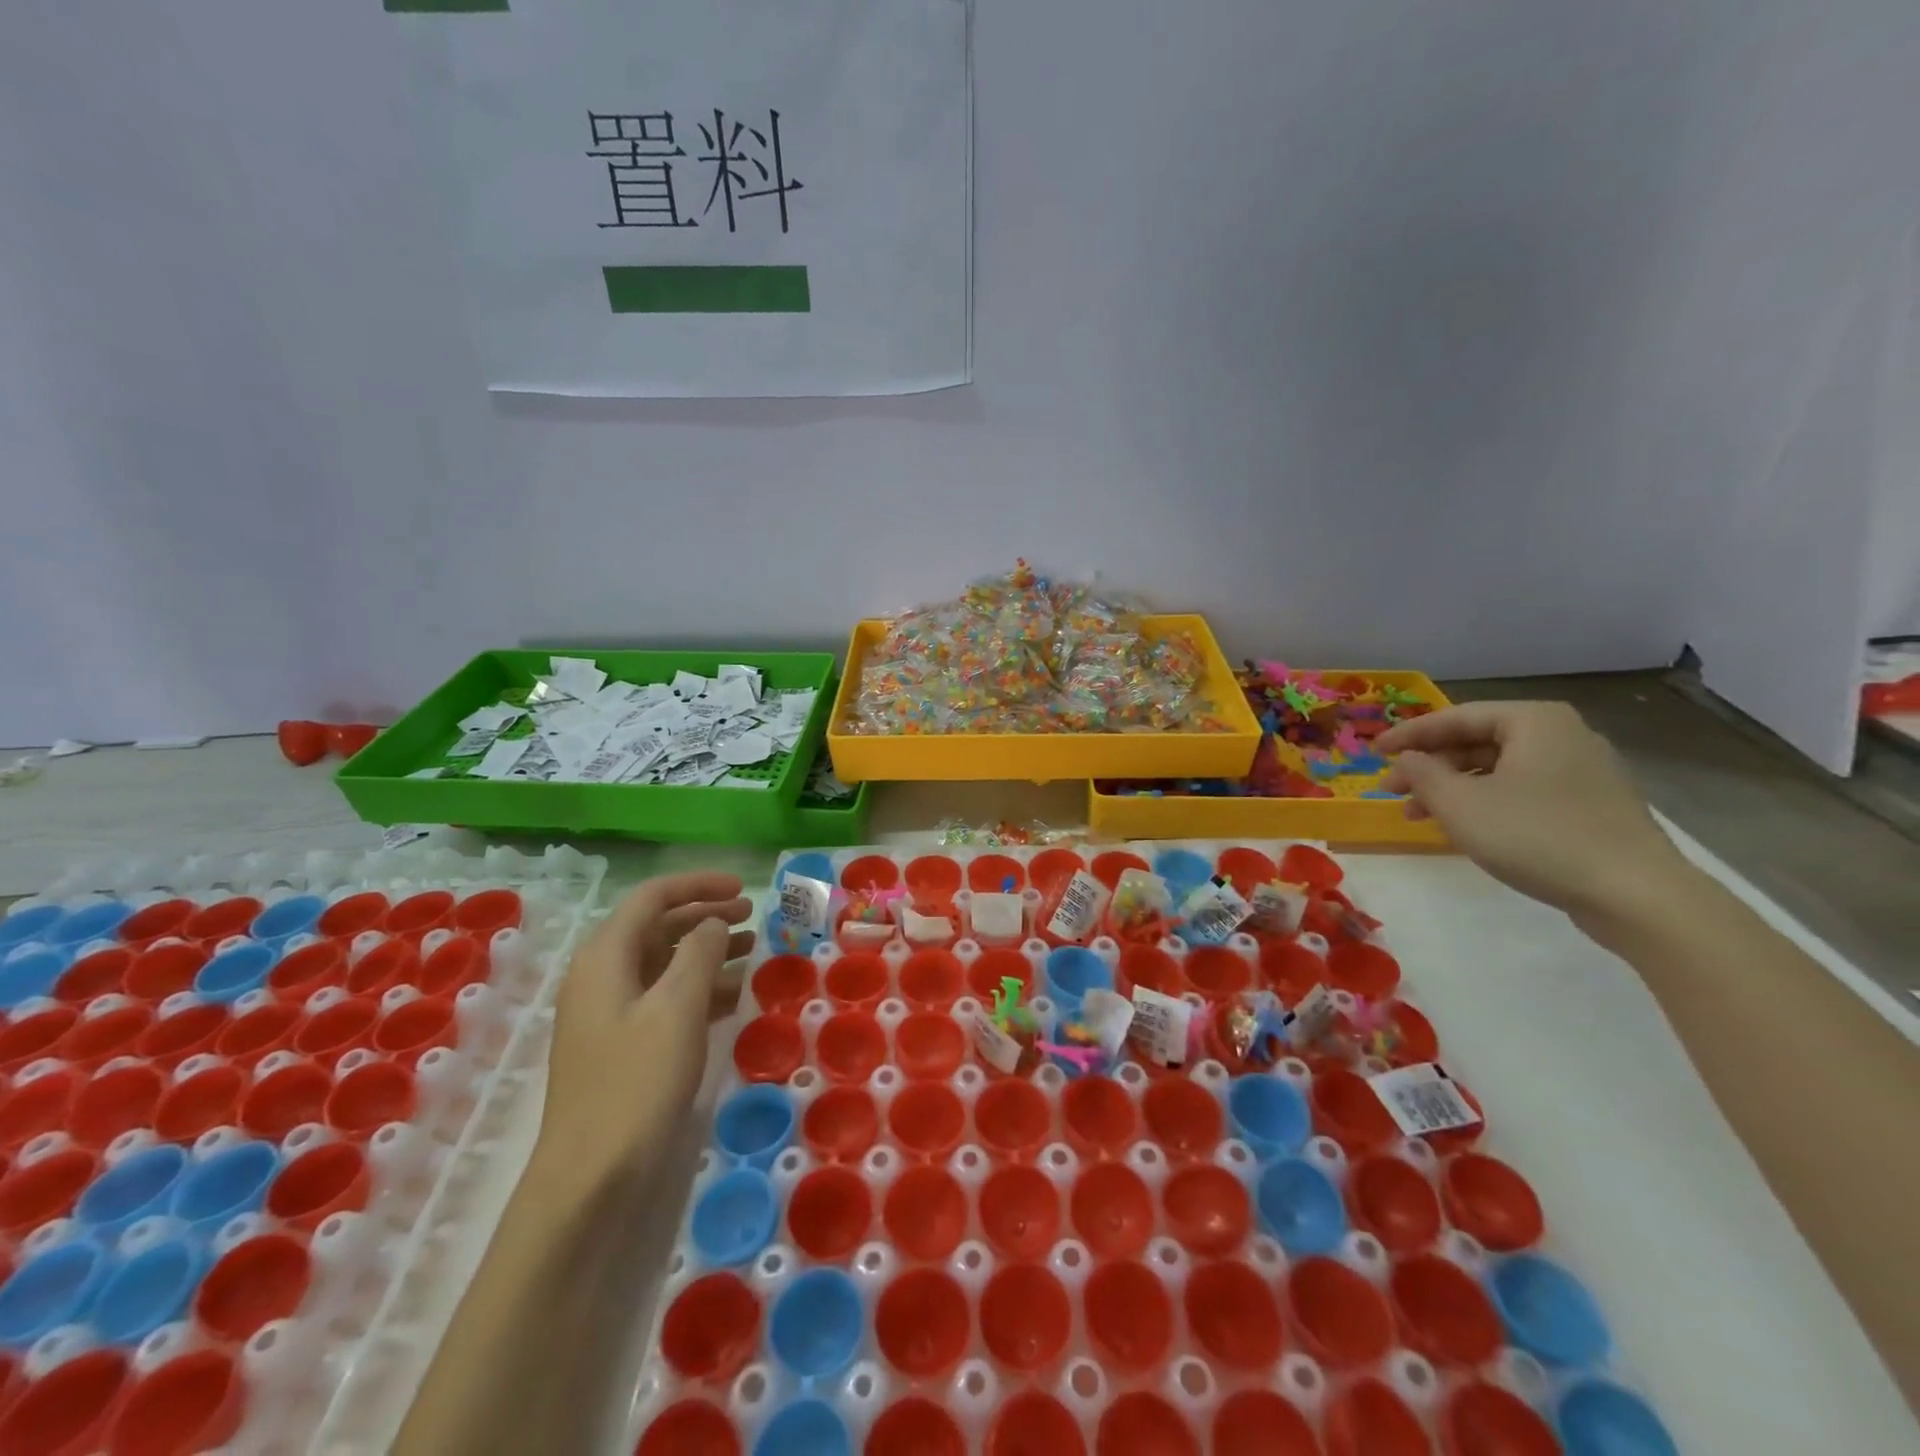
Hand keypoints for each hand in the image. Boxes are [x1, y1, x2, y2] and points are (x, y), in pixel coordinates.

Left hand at [533, 871, 754, 1197]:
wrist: (591, 1179)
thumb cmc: (636, 1082)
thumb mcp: (677, 1008)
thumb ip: (700, 952)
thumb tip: (713, 923)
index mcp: (605, 957)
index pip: (652, 897)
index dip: (698, 885)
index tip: (743, 889)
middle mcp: (601, 976)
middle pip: (657, 927)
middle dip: (705, 915)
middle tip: (753, 916)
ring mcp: (609, 1014)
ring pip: (663, 963)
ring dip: (707, 952)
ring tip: (752, 951)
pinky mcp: (621, 1046)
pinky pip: (664, 999)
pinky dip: (699, 989)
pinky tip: (734, 998)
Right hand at [1375, 701, 1690, 918]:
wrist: (1635, 895)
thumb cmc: (1537, 836)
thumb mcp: (1461, 804)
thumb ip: (1423, 774)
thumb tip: (1406, 759)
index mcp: (1534, 721)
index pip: (1455, 717)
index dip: (1408, 735)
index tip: (1373, 752)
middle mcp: (1562, 735)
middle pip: (1477, 741)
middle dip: (1430, 766)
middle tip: (1393, 790)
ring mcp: (1582, 771)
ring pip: (1498, 769)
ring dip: (1452, 788)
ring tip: (1420, 815)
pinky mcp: (1591, 805)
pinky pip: (1522, 790)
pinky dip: (1485, 802)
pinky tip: (1465, 827)